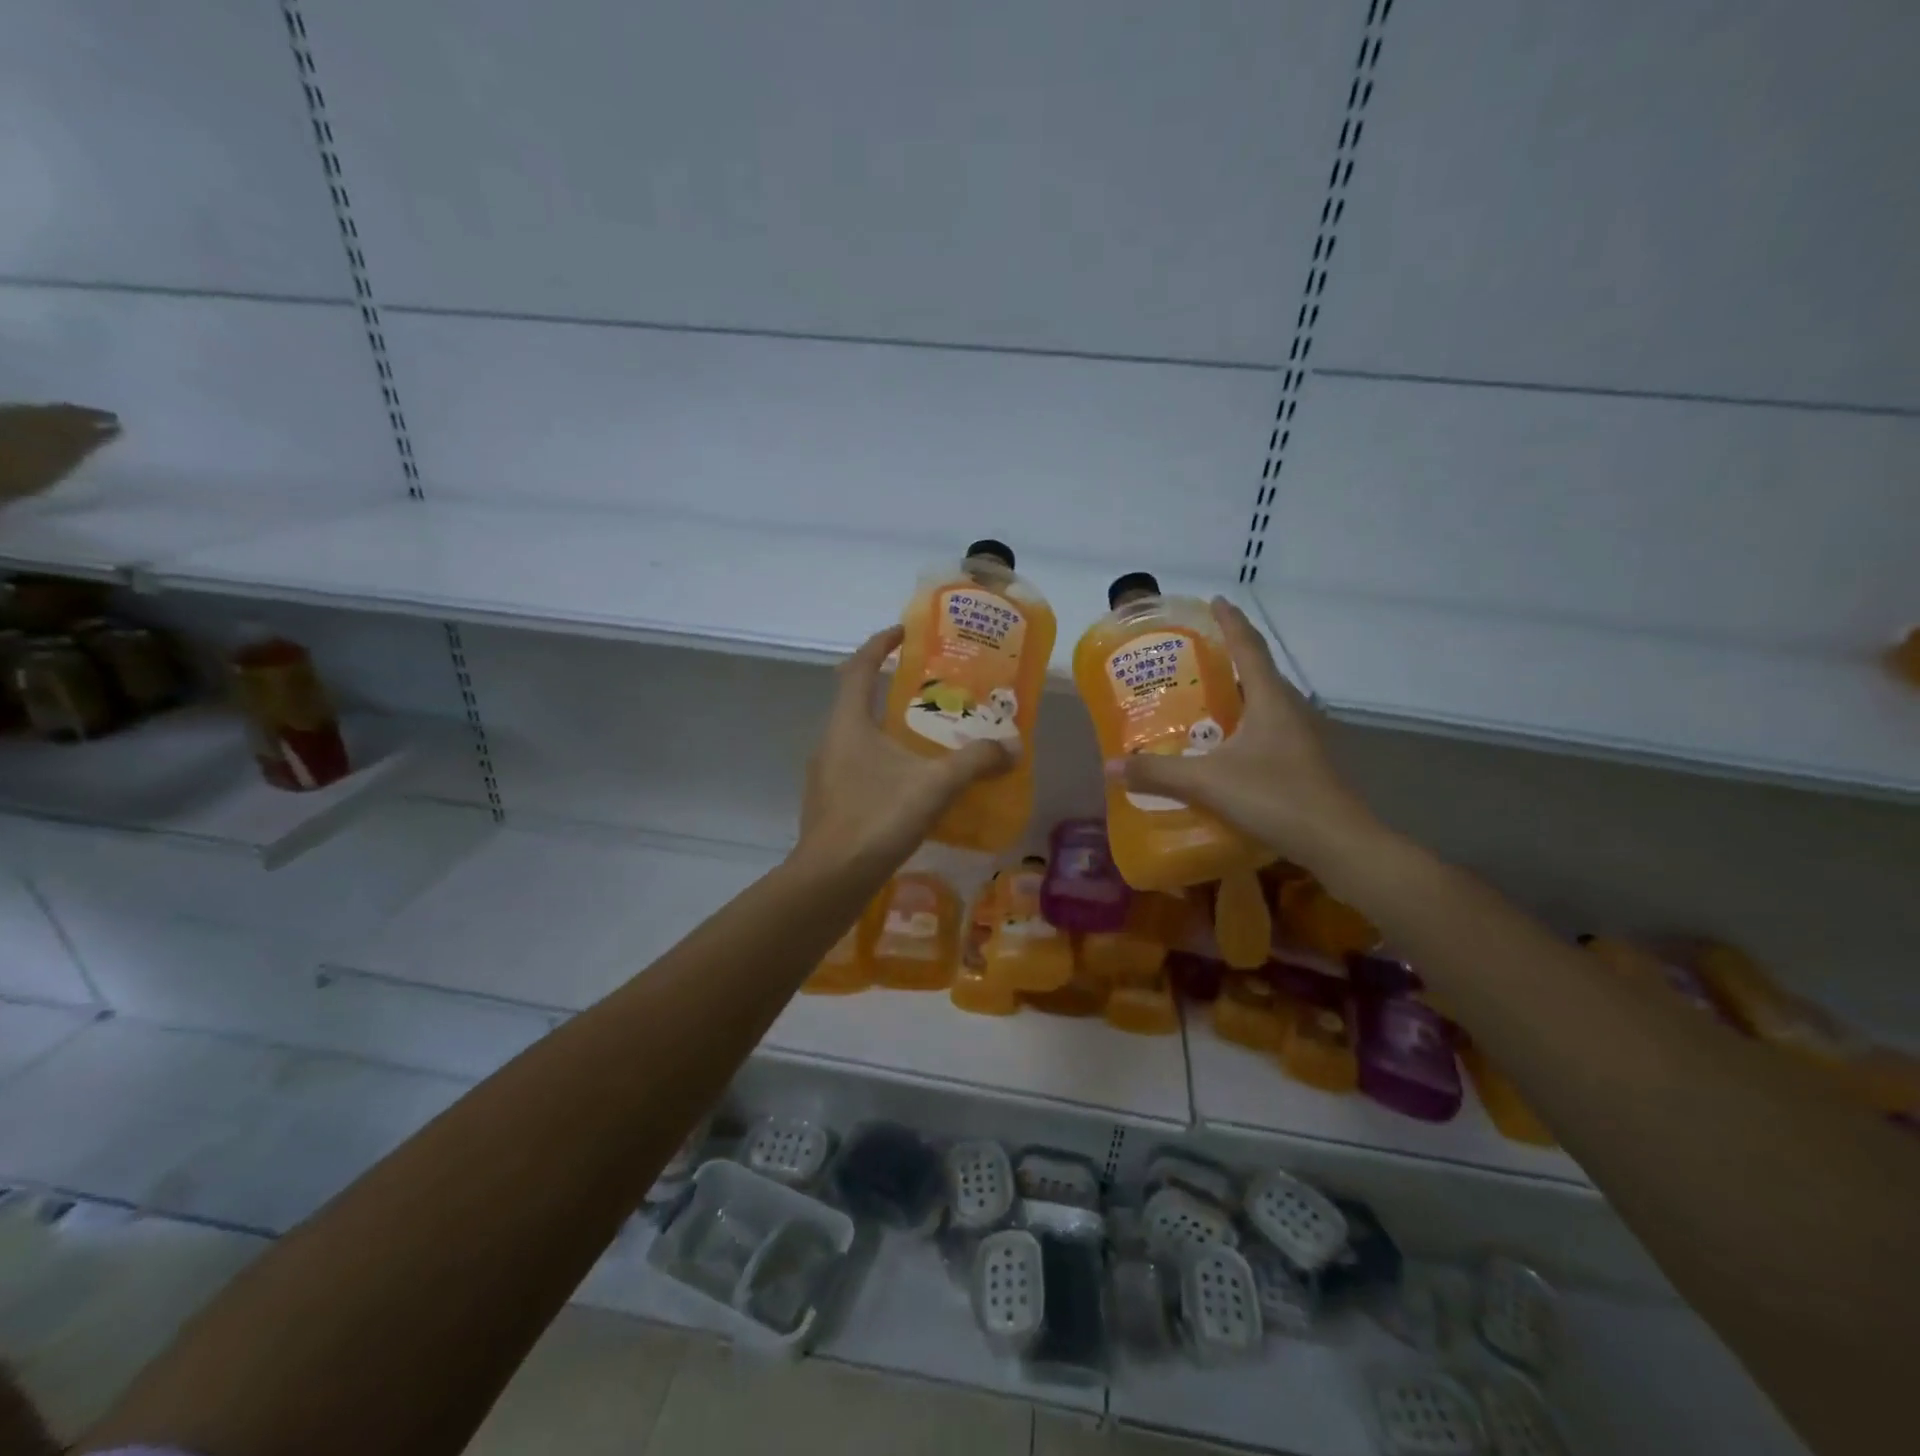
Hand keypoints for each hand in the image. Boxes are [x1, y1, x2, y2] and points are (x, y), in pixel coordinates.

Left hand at [795, 626, 1013, 874]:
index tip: (904, 631)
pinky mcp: (829, 802)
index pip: (858, 666)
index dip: (880, 644)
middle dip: (889, 687)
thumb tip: (1013, 747)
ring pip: (857, 736)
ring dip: (887, 727)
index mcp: (848, 722)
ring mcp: (825, 774)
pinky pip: (857, 766)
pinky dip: (883, 761)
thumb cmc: (877, 818)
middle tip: (929, 688)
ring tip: (925, 735)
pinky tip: (910, 783)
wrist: (830, 880)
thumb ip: (975, 761)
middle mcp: (830, 741)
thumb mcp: (935, 785)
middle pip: (856, 699)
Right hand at [1106, 598, 1379, 868]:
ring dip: (1236, 694)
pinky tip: (1222, 747)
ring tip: (1201, 698)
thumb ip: (1159, 773)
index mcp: (1270, 699)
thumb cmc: (1276, 797)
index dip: (1231, 622)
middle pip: (1258, 672)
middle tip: (1193, 658)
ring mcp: (1299, 737)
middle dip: (1229, 658)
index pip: (1249, 647)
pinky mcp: (1301, 762)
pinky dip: (1242, 725)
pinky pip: (1266, 730)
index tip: (1215, 601)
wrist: (1337, 843)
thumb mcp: (1209, 782)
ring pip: (1263, 703)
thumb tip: (1110, 766)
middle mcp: (1289, 710)